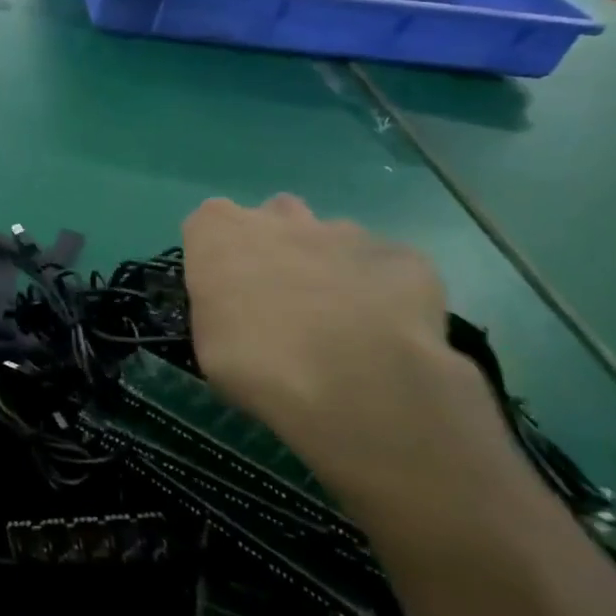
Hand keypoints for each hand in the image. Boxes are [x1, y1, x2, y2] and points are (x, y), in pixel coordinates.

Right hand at [181, 196, 522, 537]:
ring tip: (342, 329)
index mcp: (221, 233)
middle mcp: (283, 219)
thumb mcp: (208, 347)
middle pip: (272, 218)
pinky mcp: (407, 263)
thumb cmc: (262, 372)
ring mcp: (349, 235)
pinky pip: (387, 268)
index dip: (216, 257)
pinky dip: (385, 292)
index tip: (225, 297)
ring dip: (330, 268)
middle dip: (275, 249)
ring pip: (331, 239)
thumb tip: (238, 303)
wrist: (368, 396)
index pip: (207, 220)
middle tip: (283, 308)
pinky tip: (390, 338)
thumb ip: (217, 308)